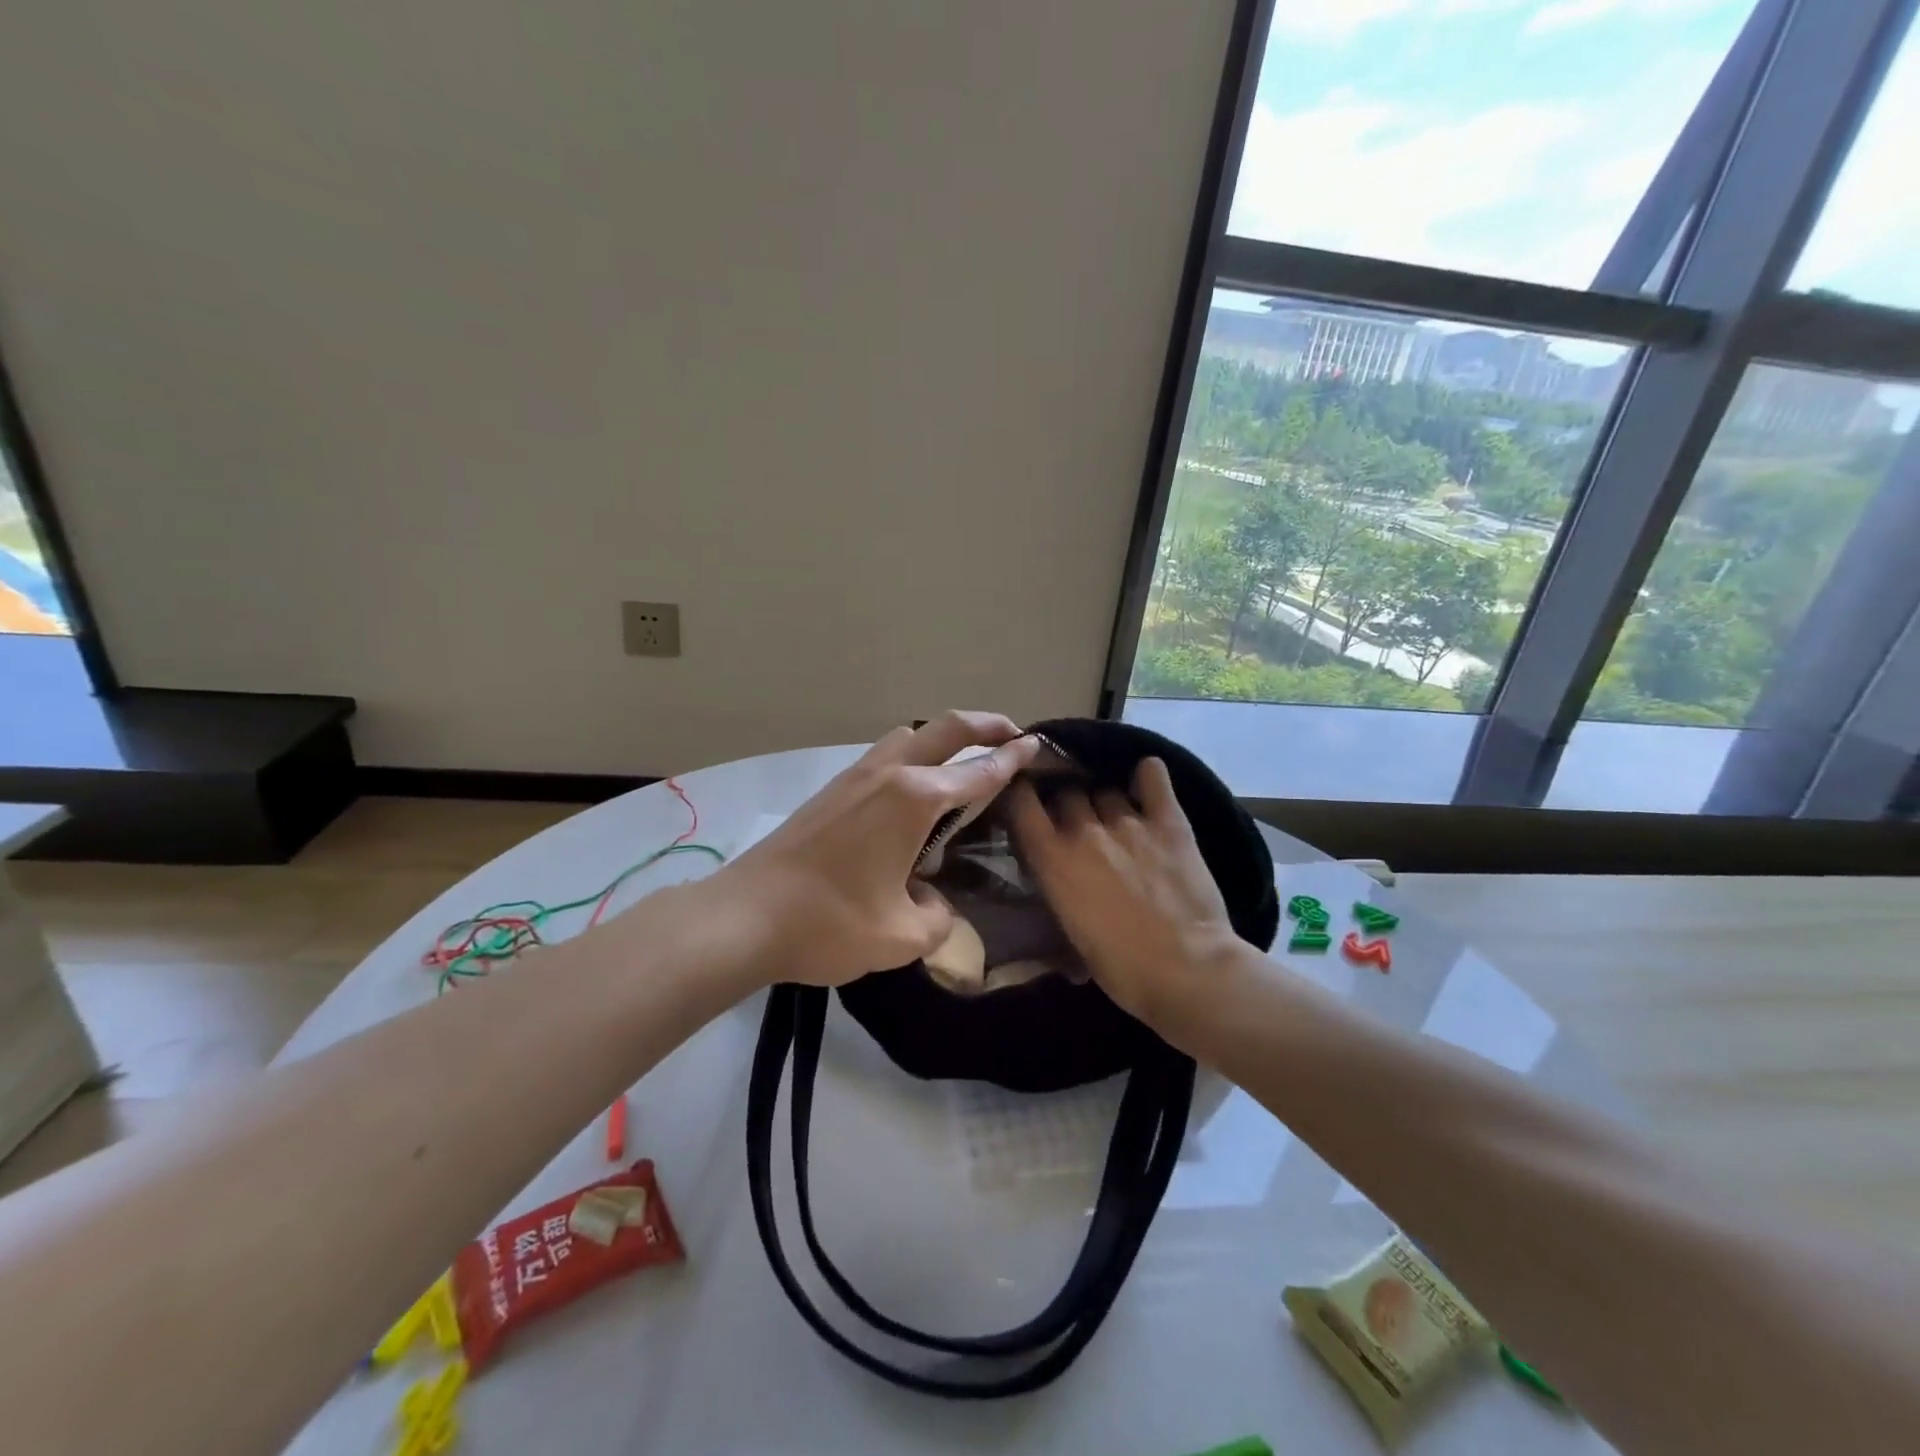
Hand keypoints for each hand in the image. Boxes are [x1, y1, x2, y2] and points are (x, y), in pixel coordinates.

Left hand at [710, 712, 1040, 987]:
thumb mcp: (900, 937)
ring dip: (940, 738)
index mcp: (915, 800)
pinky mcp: (830, 792)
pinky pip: (882, 757)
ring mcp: (853, 778)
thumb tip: (934, 903)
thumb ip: (937, 919)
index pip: (978, 771)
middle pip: (945, 728)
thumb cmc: (829, 923)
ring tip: (958, 763)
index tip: (1037, 745)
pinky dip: (910, 757)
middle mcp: (888, 775)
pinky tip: (908, 795)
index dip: (1012, 758)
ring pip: (907, 735)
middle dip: (984, 724)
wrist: (744, 916)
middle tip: (1011, 733)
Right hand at [1008, 757, 1246, 1031]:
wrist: (1187, 971)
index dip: (1020, 795)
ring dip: (1105, 802)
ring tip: (1116, 818)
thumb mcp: (1069, 932)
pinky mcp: (1169, 821)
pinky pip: (1153, 777)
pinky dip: (1147, 775)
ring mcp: (1128, 821)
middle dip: (1067, 805)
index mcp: (1053, 859)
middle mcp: (1084, 830)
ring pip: (1105, 789)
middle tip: (1078, 825)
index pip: (1021, 801)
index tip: (1026, 802)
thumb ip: (1058, 888)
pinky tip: (1147, 781)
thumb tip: (1057, 873)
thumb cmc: (1121, 968)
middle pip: (1066, 793)